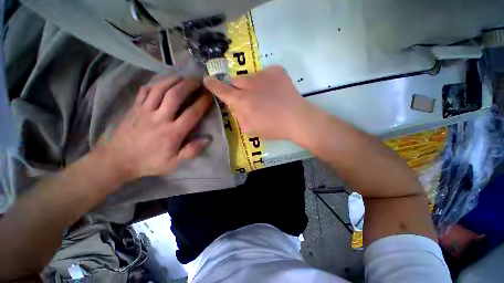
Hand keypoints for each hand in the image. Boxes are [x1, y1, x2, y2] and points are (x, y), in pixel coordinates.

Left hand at [104, 76, 212, 180]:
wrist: (117, 160)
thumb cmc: (149, 162)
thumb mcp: (173, 163)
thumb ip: (191, 151)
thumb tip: (207, 139)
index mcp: (172, 133)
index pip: (192, 113)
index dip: (202, 102)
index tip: (209, 95)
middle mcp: (160, 118)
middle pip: (175, 95)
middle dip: (189, 85)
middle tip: (199, 80)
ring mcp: (145, 110)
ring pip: (160, 89)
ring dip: (174, 80)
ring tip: (184, 76)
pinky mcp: (134, 107)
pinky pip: (145, 90)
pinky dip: (156, 83)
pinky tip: (164, 80)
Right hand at [204, 65, 315, 139]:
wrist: (297, 119)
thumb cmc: (273, 128)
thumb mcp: (250, 129)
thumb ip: (238, 116)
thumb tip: (235, 106)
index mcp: (242, 101)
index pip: (221, 89)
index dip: (213, 85)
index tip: (207, 80)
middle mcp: (249, 84)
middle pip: (235, 81)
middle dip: (238, 89)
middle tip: (249, 99)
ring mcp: (263, 74)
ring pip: (250, 77)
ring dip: (252, 86)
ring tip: (266, 96)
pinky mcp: (276, 70)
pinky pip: (264, 74)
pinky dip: (266, 82)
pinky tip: (275, 91)